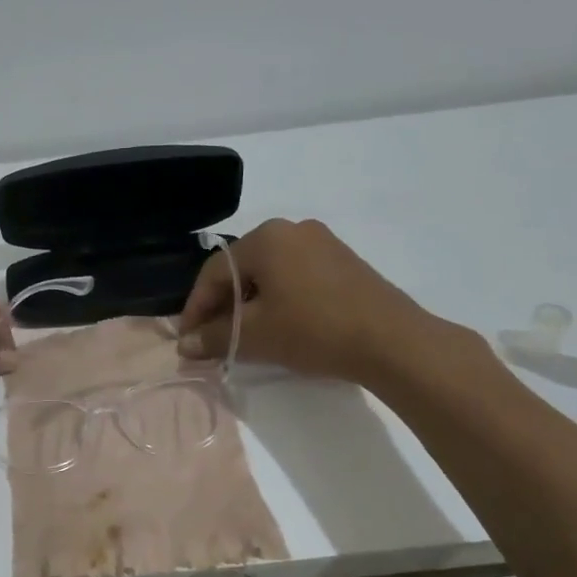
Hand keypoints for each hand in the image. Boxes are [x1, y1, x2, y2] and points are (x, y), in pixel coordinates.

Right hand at [176, 219, 447, 383]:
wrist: (392, 342)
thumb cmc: (314, 330)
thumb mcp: (255, 336)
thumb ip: (214, 337)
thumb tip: (184, 345)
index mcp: (266, 238)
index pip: (214, 272)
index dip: (195, 308)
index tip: (187, 339)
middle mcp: (292, 230)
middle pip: (241, 270)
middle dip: (222, 307)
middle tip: (212, 340)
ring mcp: (322, 243)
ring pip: (269, 275)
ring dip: (249, 305)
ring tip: (242, 337)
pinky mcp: (343, 262)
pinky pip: (294, 277)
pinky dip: (277, 301)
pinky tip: (277, 326)